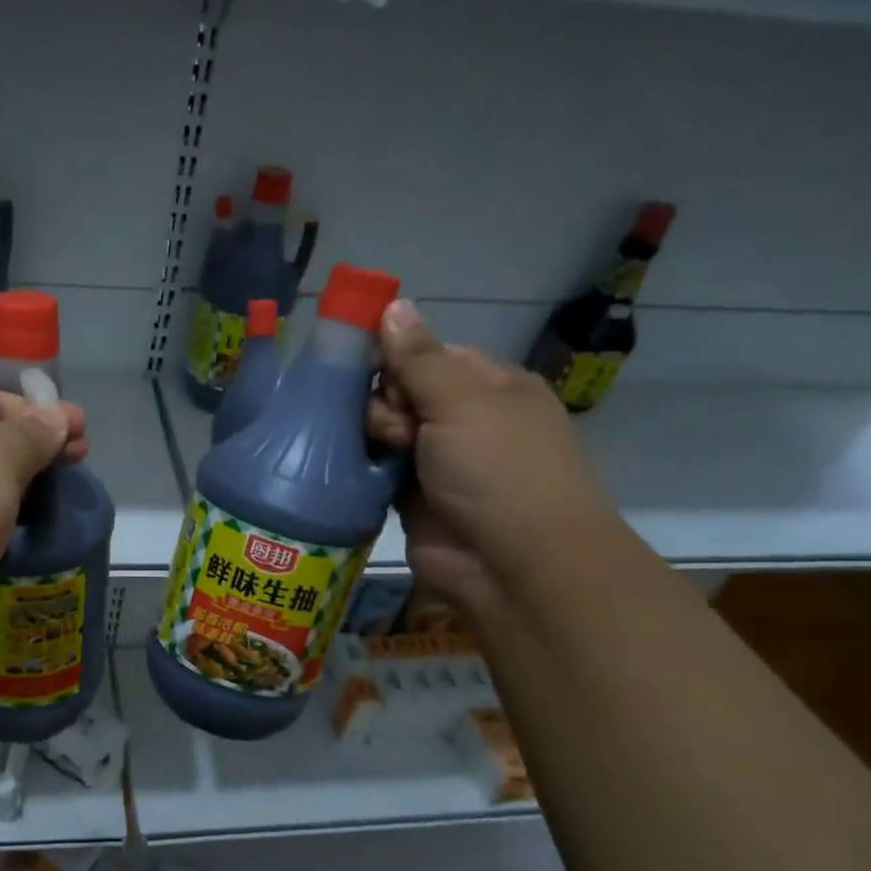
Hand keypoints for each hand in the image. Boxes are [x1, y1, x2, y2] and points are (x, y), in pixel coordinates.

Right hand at [368, 300, 620, 609]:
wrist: (515, 567)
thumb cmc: (500, 471)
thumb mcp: (463, 402)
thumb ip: (419, 358)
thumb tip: (393, 304)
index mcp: (489, 387)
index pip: (427, 355)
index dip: (397, 358)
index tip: (371, 368)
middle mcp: (463, 421)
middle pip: (399, 392)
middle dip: (386, 404)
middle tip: (397, 429)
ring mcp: (437, 462)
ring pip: (382, 431)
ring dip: (372, 437)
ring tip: (385, 455)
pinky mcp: (410, 498)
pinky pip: (375, 470)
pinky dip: (365, 468)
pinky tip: (355, 469)